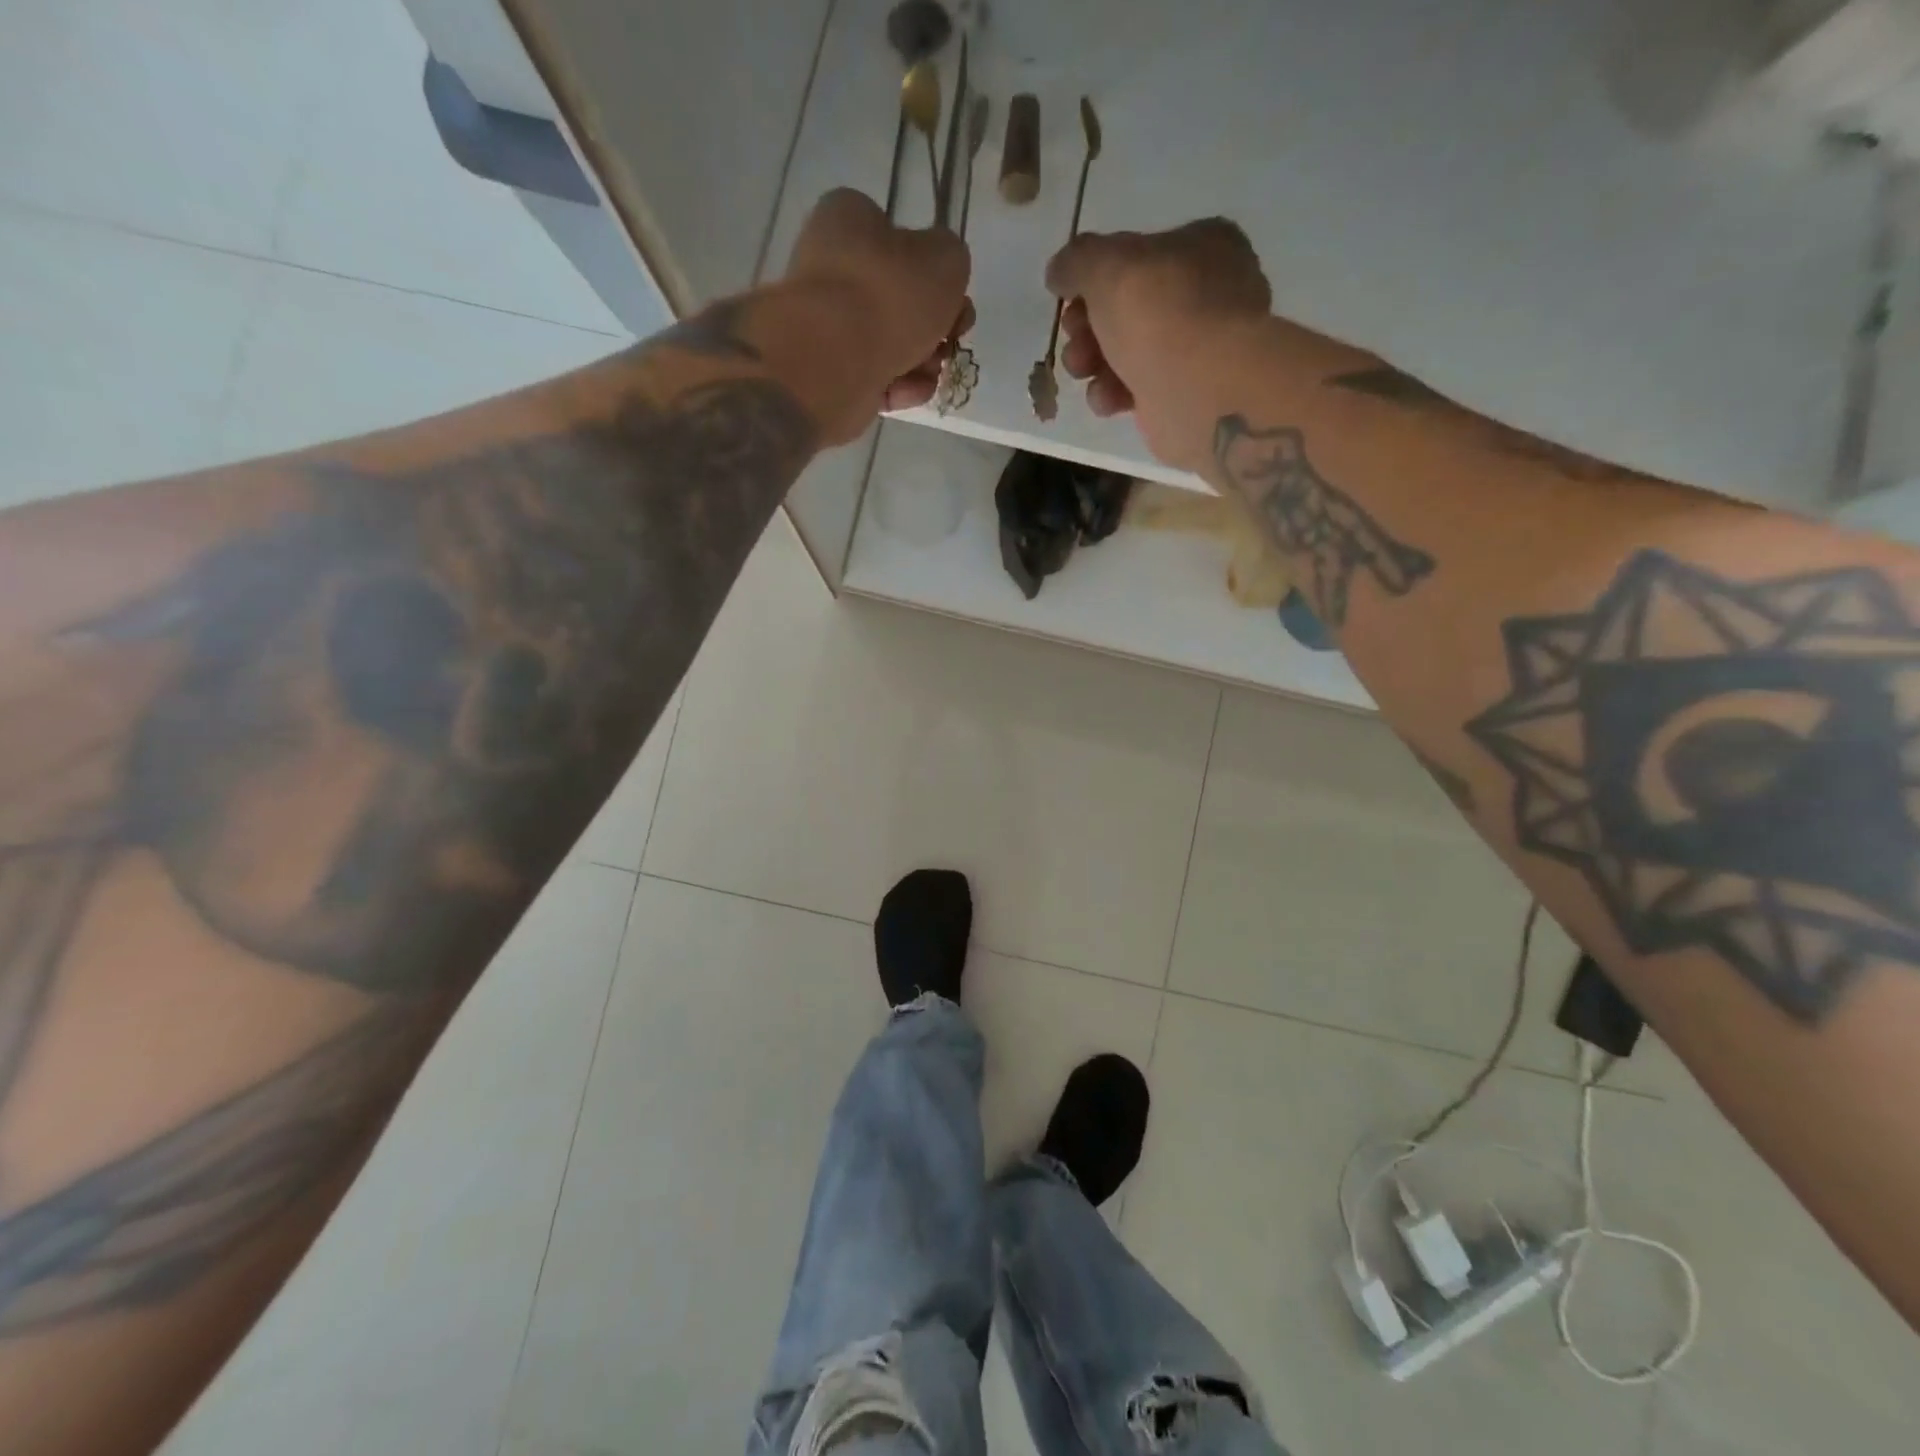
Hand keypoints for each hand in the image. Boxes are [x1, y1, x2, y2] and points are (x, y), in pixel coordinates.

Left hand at [782, 189, 972, 441]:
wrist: (834, 360)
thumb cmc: (890, 294)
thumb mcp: (946, 257)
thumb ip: (951, 259)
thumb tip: (938, 279)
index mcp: (849, 219)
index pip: (899, 239)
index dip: (934, 271)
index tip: (955, 298)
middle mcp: (833, 268)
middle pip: (901, 300)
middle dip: (934, 327)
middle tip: (949, 340)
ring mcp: (829, 325)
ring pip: (894, 344)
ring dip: (922, 361)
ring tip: (928, 371)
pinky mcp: (831, 372)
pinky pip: (877, 378)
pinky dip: (899, 387)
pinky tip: (907, 391)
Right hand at [1046, 220, 1274, 472]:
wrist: (1204, 394)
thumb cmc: (1162, 315)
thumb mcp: (1108, 266)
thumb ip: (1077, 261)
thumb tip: (1060, 272)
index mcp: (1201, 245)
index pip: (1135, 253)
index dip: (1094, 275)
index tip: (1069, 297)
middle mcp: (1202, 293)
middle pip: (1124, 305)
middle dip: (1086, 324)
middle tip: (1075, 336)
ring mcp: (1192, 348)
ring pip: (1124, 350)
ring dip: (1091, 361)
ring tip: (1083, 370)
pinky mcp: (1179, 396)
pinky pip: (1134, 389)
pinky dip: (1113, 394)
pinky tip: (1109, 399)